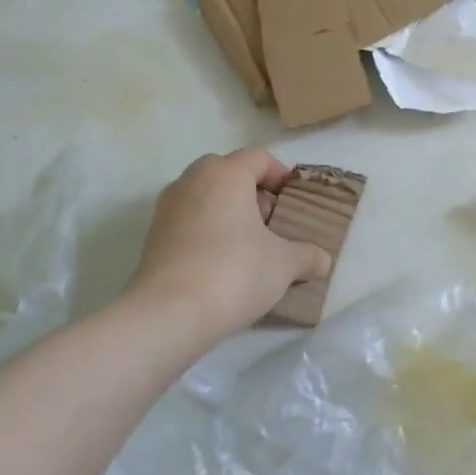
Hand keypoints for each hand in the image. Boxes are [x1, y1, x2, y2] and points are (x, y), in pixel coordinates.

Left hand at [126, 150, 331, 342]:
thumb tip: (323, 260)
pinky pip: (189, 220)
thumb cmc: (234, 272)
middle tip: (273, 222)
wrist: (168, 316)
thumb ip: (308, 256)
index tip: (295, 202)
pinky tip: (223, 263)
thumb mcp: (284, 264)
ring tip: (250, 246)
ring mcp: (167, 208)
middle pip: (229, 173)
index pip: (259, 158)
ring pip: (206, 196)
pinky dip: (208, 231)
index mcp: (225, 173)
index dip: (282, 176)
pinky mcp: (153, 237)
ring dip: (229, 212)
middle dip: (254, 193)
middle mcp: (192, 180)